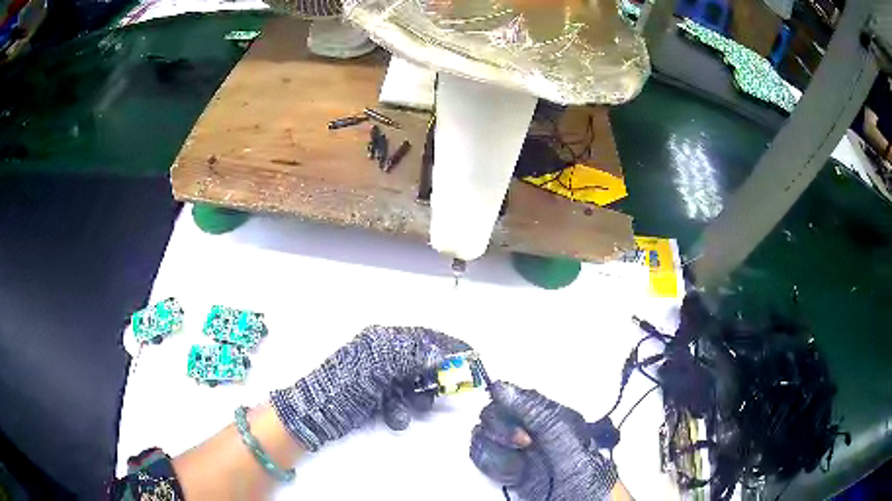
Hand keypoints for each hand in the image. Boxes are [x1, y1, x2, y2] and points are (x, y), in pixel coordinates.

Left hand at [271, 326, 469, 450]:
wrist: (315, 414)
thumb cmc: (344, 386)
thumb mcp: (377, 367)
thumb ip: (411, 356)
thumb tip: (441, 352)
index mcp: (381, 340)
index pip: (423, 337)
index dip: (449, 345)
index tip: (473, 355)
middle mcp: (382, 355)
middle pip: (422, 362)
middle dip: (434, 378)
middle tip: (448, 390)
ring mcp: (379, 378)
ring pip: (414, 385)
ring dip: (417, 398)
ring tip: (410, 407)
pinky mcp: (377, 397)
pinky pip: (401, 401)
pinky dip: (401, 410)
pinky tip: (392, 416)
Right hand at [470, 381, 617, 500]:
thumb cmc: (582, 472)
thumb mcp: (564, 438)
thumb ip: (535, 412)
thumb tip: (500, 386)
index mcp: (547, 414)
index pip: (513, 397)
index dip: (507, 406)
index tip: (515, 423)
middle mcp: (529, 429)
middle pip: (493, 415)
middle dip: (502, 431)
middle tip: (522, 446)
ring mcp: (517, 450)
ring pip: (483, 436)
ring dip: (496, 452)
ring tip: (518, 467)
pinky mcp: (507, 469)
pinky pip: (482, 457)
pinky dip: (492, 466)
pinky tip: (511, 475)